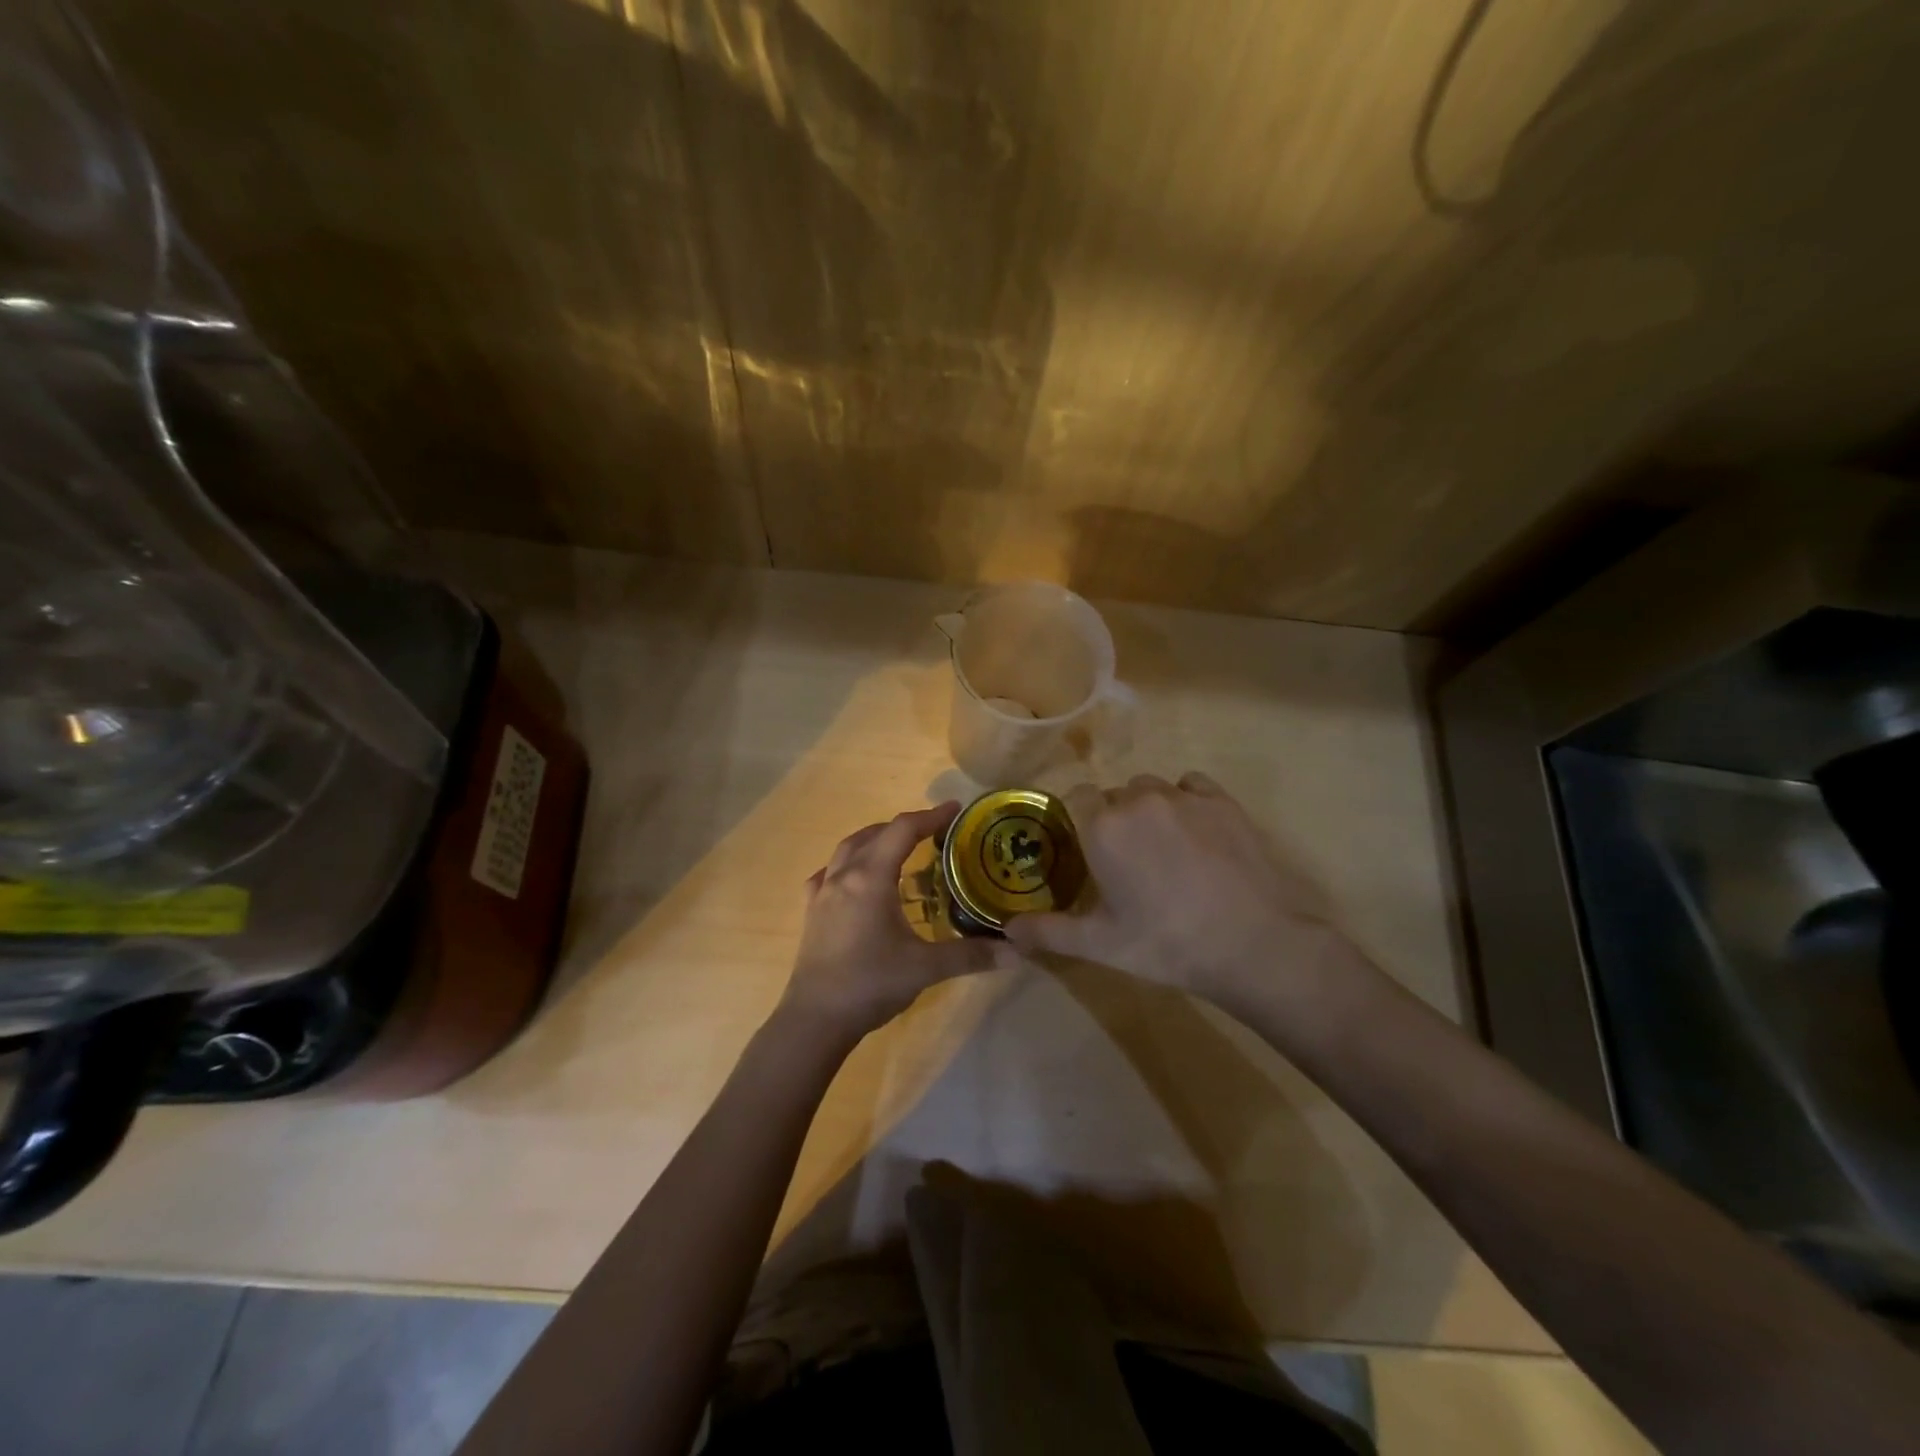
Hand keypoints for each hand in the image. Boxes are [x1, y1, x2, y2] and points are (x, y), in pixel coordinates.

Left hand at [781, 802, 1019, 1045]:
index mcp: (871, 878)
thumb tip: (1017, 951)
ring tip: (898, 848)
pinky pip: (828, 874)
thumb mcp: (925, 968)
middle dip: (906, 826)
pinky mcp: (811, 912)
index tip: (955, 809)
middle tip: (934, 832)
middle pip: (875, 833)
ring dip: (875, 839)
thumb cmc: (870, 984)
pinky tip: (854, 880)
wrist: (815, 1019)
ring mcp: (822, 893)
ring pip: (848, 849)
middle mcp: (844, 875)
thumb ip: (971, 955)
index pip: (903, 830)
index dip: (931, 816)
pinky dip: (846, 865)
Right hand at [1004, 773, 1374, 1027]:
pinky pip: (1190, 786)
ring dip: (1148, 810)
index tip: (1086, 850)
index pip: (1074, 797)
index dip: (1077, 820)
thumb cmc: (1166, 944)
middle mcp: (1138, 800)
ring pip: (1151, 789)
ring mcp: (1184, 796)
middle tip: (1127, 862)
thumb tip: (1007, 931)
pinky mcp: (1222, 801)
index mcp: (1103, 827)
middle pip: (1113, 795)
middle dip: (1113, 820)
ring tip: (1164, 850)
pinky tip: (1196, 834)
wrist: (1253, 944)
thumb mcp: (1100, 945)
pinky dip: (1186, 801)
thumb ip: (1048, 932)